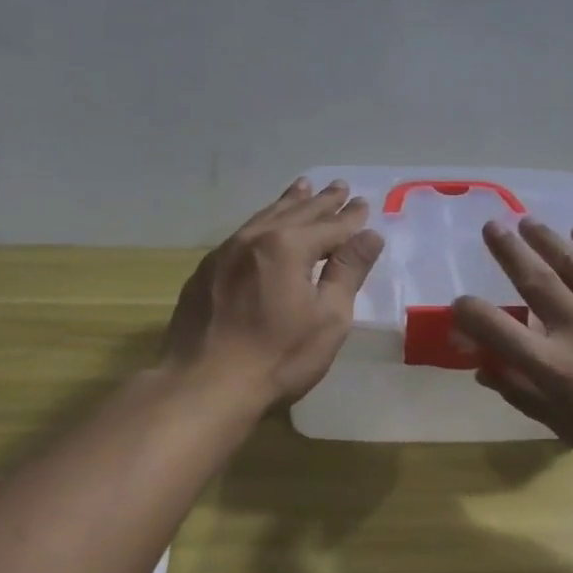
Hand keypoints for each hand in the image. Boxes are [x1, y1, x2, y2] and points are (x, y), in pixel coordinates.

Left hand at [164, 177, 384, 405]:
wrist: (202, 386)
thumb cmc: (278, 357)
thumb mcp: (328, 317)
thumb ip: (348, 271)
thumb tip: (370, 235)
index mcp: (288, 246)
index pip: (330, 225)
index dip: (350, 217)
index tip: (364, 204)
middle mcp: (255, 239)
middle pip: (296, 213)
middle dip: (321, 201)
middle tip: (339, 186)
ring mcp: (224, 253)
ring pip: (265, 218)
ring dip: (289, 202)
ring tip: (303, 187)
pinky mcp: (205, 272)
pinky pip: (242, 234)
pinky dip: (262, 222)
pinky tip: (263, 226)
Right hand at [452, 220, 572, 505]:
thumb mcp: (569, 434)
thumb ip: (525, 396)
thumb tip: (484, 370)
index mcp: (556, 370)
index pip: (495, 329)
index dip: (469, 313)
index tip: (460, 305)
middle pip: (534, 279)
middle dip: (507, 251)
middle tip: (491, 227)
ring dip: (546, 239)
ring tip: (527, 222)